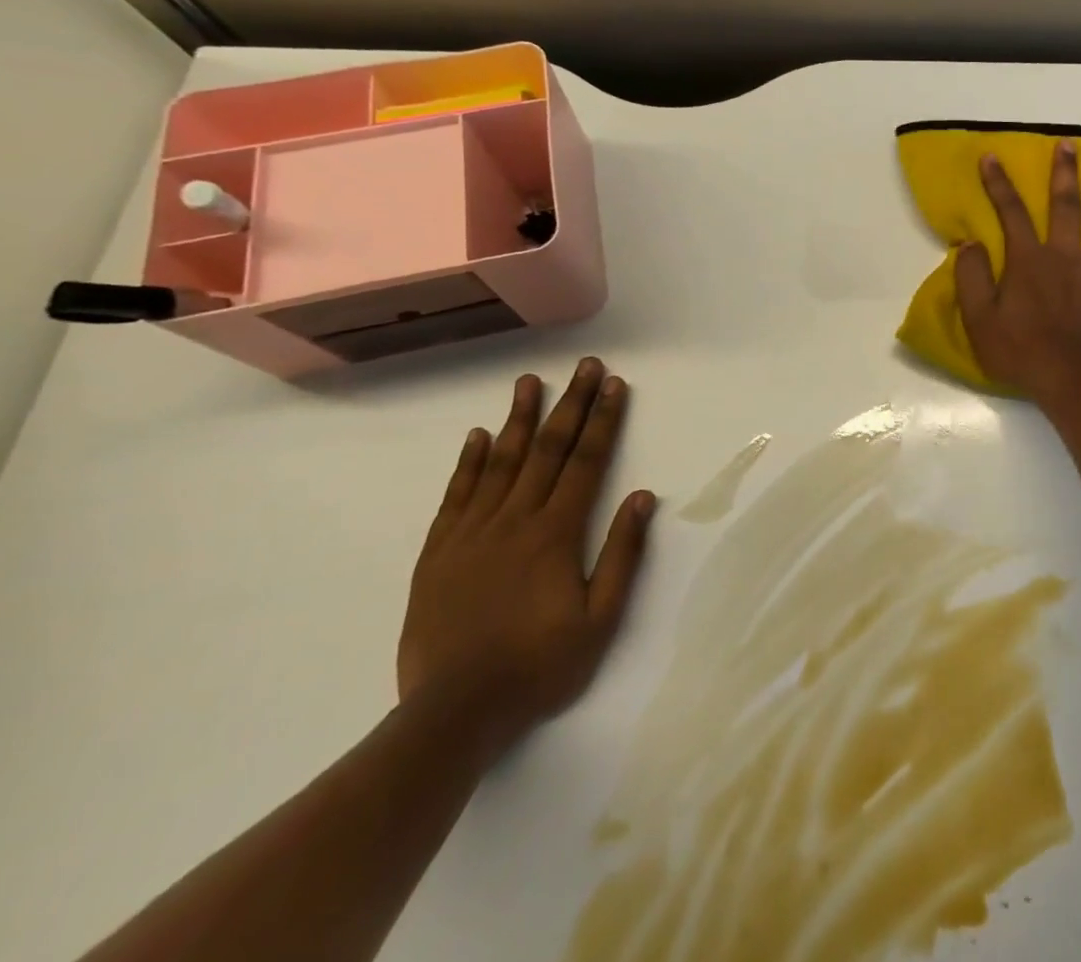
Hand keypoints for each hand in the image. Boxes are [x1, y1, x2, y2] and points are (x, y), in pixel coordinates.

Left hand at [397, 357, 654, 753]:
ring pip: (500, 462)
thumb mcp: (600, 620)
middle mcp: (515, 520)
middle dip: (570, 404)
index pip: (587, 462)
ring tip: (529, 382)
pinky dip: (468, 463)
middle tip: (583, 367)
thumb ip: (622, 554)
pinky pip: (456, 496)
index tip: (614, 384)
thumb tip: (642, 496)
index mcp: (556, 533)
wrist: (453, 714)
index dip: (604, 420)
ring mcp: (472, 534)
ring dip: (519, 419)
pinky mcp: (439, 553)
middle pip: (548, 450)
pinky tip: (477, 436)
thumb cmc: (539, 666)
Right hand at [956, 140, 1080, 396]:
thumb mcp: (979, 318)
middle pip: (1066, 206)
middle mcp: (1066, 256)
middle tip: (1069, 145)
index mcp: (1029, 260)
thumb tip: (968, 243)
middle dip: (1065, 173)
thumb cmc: (1021, 351)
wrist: (1072, 380)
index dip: (999, 184)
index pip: (1010, 213)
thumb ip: (972, 277)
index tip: (992, 157)